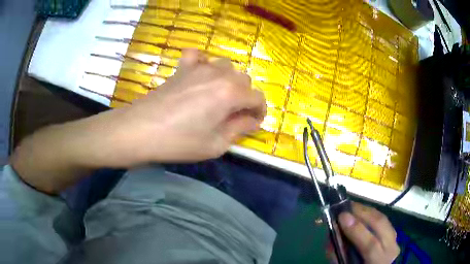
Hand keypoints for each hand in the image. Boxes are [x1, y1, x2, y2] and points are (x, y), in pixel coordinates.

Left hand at [106, 49, 265, 163]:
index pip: (258, 97)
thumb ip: (239, 129)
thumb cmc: (179, 142)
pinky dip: (203, 62)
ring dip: (228, 81)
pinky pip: (197, 55)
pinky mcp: (182, 68)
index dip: (260, 111)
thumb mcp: (215, 144)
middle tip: (234, 115)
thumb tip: (252, 120)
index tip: (253, 123)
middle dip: (245, 97)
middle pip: (244, 80)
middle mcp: (219, 74)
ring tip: (218, 97)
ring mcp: (199, 67)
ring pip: (225, 66)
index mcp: (230, 93)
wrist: (141, 130)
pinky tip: (199, 75)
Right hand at [338, 202, 399, 263]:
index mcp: (378, 261)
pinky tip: (362, 211)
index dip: (356, 230)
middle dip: (362, 213)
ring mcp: (395, 239)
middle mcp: (391, 249)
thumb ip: (339, 254)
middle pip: (380, 226)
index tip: (342, 217)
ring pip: (383, 219)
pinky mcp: (394, 233)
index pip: (370, 245)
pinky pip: (383, 219)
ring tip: (352, 206)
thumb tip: (331, 236)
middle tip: (345, 206)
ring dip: (367, 210)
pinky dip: (372, 214)